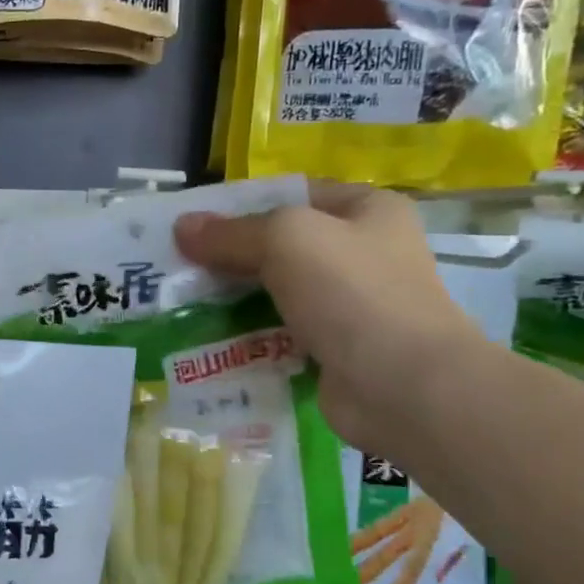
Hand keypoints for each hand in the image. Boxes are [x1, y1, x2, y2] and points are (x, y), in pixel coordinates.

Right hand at [175, 183, 482, 463]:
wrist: (405, 388)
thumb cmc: (353, 293)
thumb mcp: (286, 240)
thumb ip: (233, 233)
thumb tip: (182, 226)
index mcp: (366, 210)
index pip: (292, 195)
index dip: (241, 206)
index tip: (192, 225)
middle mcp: (363, 253)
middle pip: (281, 247)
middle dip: (230, 258)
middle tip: (177, 268)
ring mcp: (351, 306)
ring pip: (277, 293)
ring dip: (234, 301)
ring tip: (182, 305)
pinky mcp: (336, 351)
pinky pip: (282, 335)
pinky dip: (250, 338)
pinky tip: (209, 342)